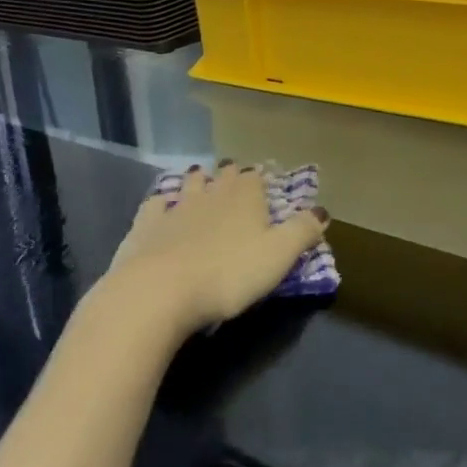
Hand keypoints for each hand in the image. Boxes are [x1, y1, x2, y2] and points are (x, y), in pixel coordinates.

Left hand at [99, 163, 326, 339]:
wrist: (158, 291)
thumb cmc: (228, 274)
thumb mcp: (279, 256)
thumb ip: (303, 231)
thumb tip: (322, 210)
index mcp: (246, 196)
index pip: (255, 177)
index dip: (260, 180)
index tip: (263, 186)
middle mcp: (212, 192)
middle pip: (223, 175)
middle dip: (230, 175)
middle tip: (234, 181)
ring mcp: (175, 206)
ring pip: (190, 185)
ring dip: (197, 183)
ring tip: (201, 184)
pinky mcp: (145, 226)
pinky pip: (155, 205)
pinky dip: (161, 203)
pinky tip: (161, 207)